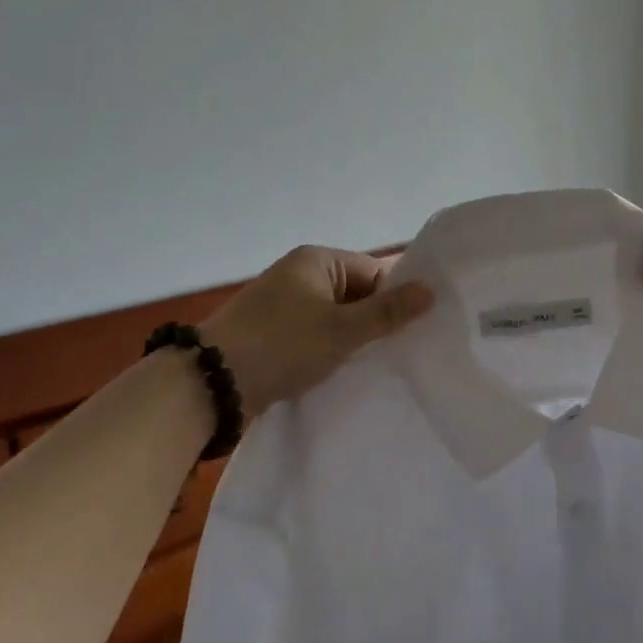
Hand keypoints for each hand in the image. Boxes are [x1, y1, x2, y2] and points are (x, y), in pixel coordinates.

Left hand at [201, 246, 433, 414]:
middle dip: (376, 321)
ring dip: (353, 340)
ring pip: (335, 319)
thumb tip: (430, 290)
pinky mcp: (273, 335)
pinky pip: (315, 336)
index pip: (373, 271)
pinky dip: (331, 351)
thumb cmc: (282, 344)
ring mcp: (283, 306)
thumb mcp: (342, 329)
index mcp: (316, 261)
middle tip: (406, 352)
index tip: (420, 328)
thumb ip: (387, 312)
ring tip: (382, 366)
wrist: (213, 382)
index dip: (396, 297)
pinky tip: (348, 373)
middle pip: (355, 295)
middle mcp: (299, 276)